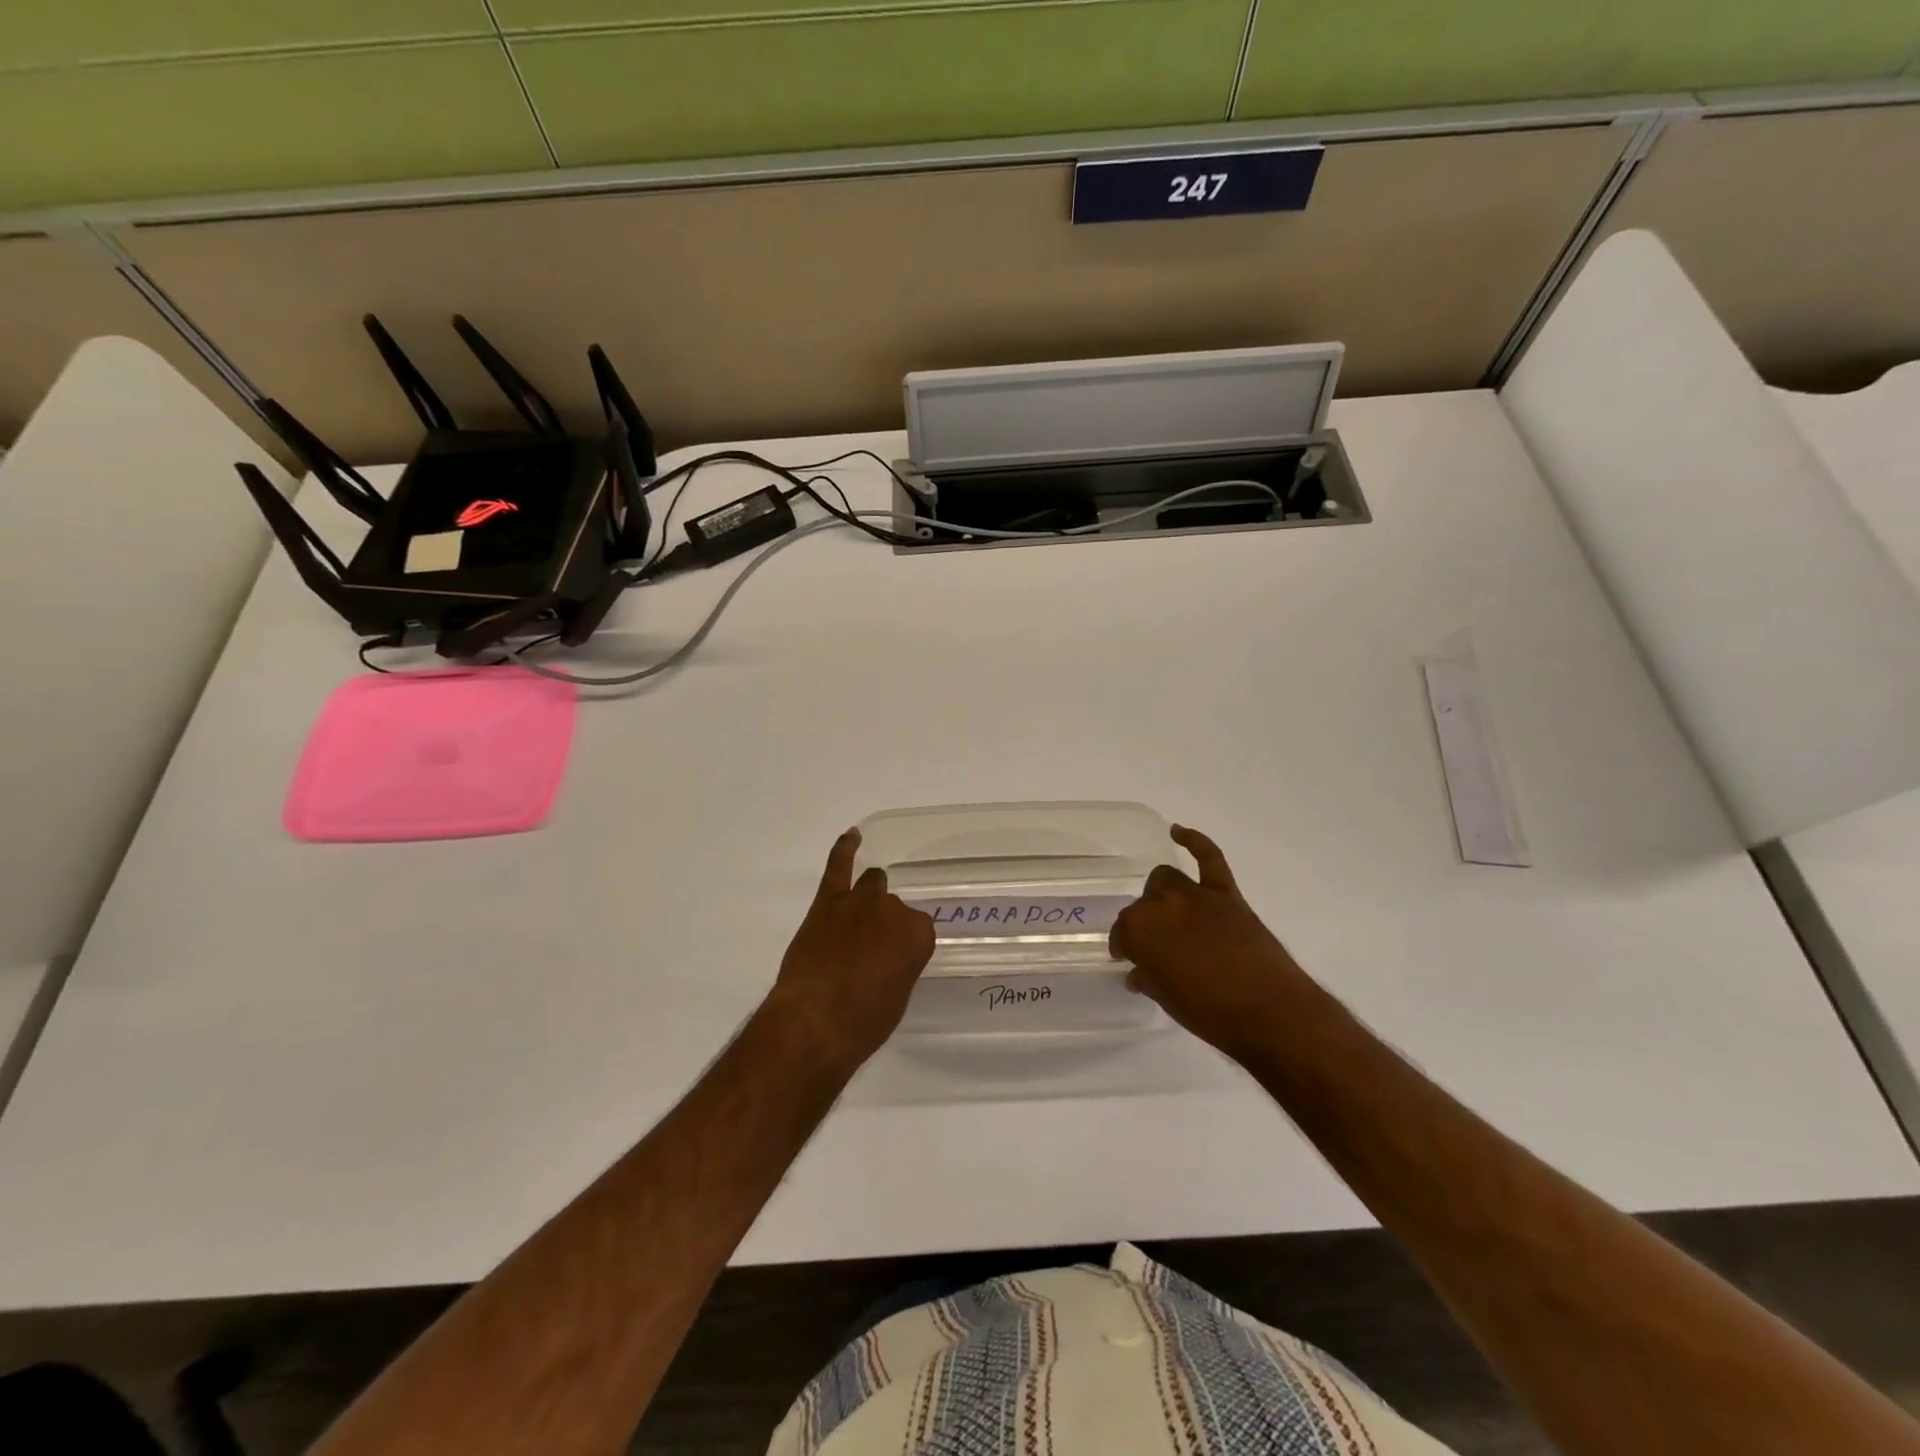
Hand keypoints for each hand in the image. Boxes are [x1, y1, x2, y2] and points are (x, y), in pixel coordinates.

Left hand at [765, 829, 935, 1074]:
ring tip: (860, 919)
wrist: (816, 1021)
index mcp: (919, 934)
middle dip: (885, 926)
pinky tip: (852, 836)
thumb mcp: (897, 997)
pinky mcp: (827, 902)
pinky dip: (845, 849)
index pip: (919, 930)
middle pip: (894, 908)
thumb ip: (899, 966)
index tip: (895, 963)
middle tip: (872, 953)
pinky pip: (838, 866)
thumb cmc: (864, 1022)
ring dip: (868, 899)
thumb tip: (885, 960)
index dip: (904, 947)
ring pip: (872, 885)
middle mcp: (894, 910)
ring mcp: (859, 901)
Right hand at [1110, 825, 1315, 1062]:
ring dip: (1162, 895)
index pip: (1122, 932)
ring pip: (1166, 880)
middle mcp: (1160, 905)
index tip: (1128, 959)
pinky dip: (1194, 841)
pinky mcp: (1226, 894)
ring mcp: (1195, 895)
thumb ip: (1149, 980)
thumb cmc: (1210, 1014)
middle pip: (1142, 906)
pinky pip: (1208, 857)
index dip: (1125, 947)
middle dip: (1144, 925)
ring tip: (1168, 915)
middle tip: (1154, 948)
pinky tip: (1178, 832)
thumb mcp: (1167, 1001)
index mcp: (1139, 932)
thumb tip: (1139, 974)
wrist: (1270, 1012)